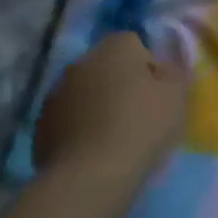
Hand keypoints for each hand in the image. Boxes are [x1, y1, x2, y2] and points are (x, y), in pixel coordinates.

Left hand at [33, 31, 188, 184]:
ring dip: (98, 105)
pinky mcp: (41, 125)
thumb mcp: (177, 96)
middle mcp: (80, 62)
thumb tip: (161, 67)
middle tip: (140, 114)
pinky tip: (95, 150)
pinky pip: (69, 119)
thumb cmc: (142, 127)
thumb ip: (173, 72)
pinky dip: (81, 128)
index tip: (158, 92)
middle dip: (121, 83)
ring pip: (85, 92)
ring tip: (116, 136)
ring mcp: (55, 94)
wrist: (91, 174)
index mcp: (114, 48)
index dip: (149, 66)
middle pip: (106, 66)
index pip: (134, 43)